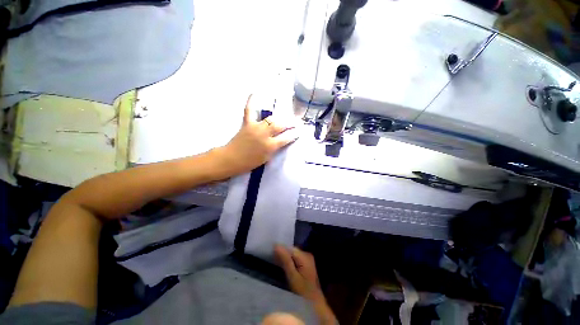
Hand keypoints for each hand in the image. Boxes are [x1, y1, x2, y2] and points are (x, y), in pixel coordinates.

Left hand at [218, 95, 298, 174]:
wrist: (231, 159)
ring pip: (270, 119)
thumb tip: (281, 141)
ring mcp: (255, 127)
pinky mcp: (247, 124)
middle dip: (290, 124)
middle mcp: (265, 135)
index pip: (286, 138)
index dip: (294, 134)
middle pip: (280, 126)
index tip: (299, 132)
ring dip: (278, 118)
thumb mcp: (266, 159)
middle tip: (295, 123)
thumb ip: (274, 149)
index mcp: (270, 146)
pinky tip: (254, 93)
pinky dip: (251, 102)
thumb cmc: (249, 163)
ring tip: (284, 118)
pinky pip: (249, 111)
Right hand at [274, 245, 336, 324]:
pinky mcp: (306, 264)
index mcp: (304, 256)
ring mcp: (307, 259)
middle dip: (282, 253)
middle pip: (292, 250)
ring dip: (285, 257)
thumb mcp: (293, 276)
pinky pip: (295, 259)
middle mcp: (307, 254)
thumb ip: (285, 260)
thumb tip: (276, 245)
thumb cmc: (303, 292)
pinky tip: (283, 266)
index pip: (290, 248)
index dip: (280, 249)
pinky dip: (289, 261)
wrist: (315, 304)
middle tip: (272, 258)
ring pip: (293, 254)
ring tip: (275, 262)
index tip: (271, 253)